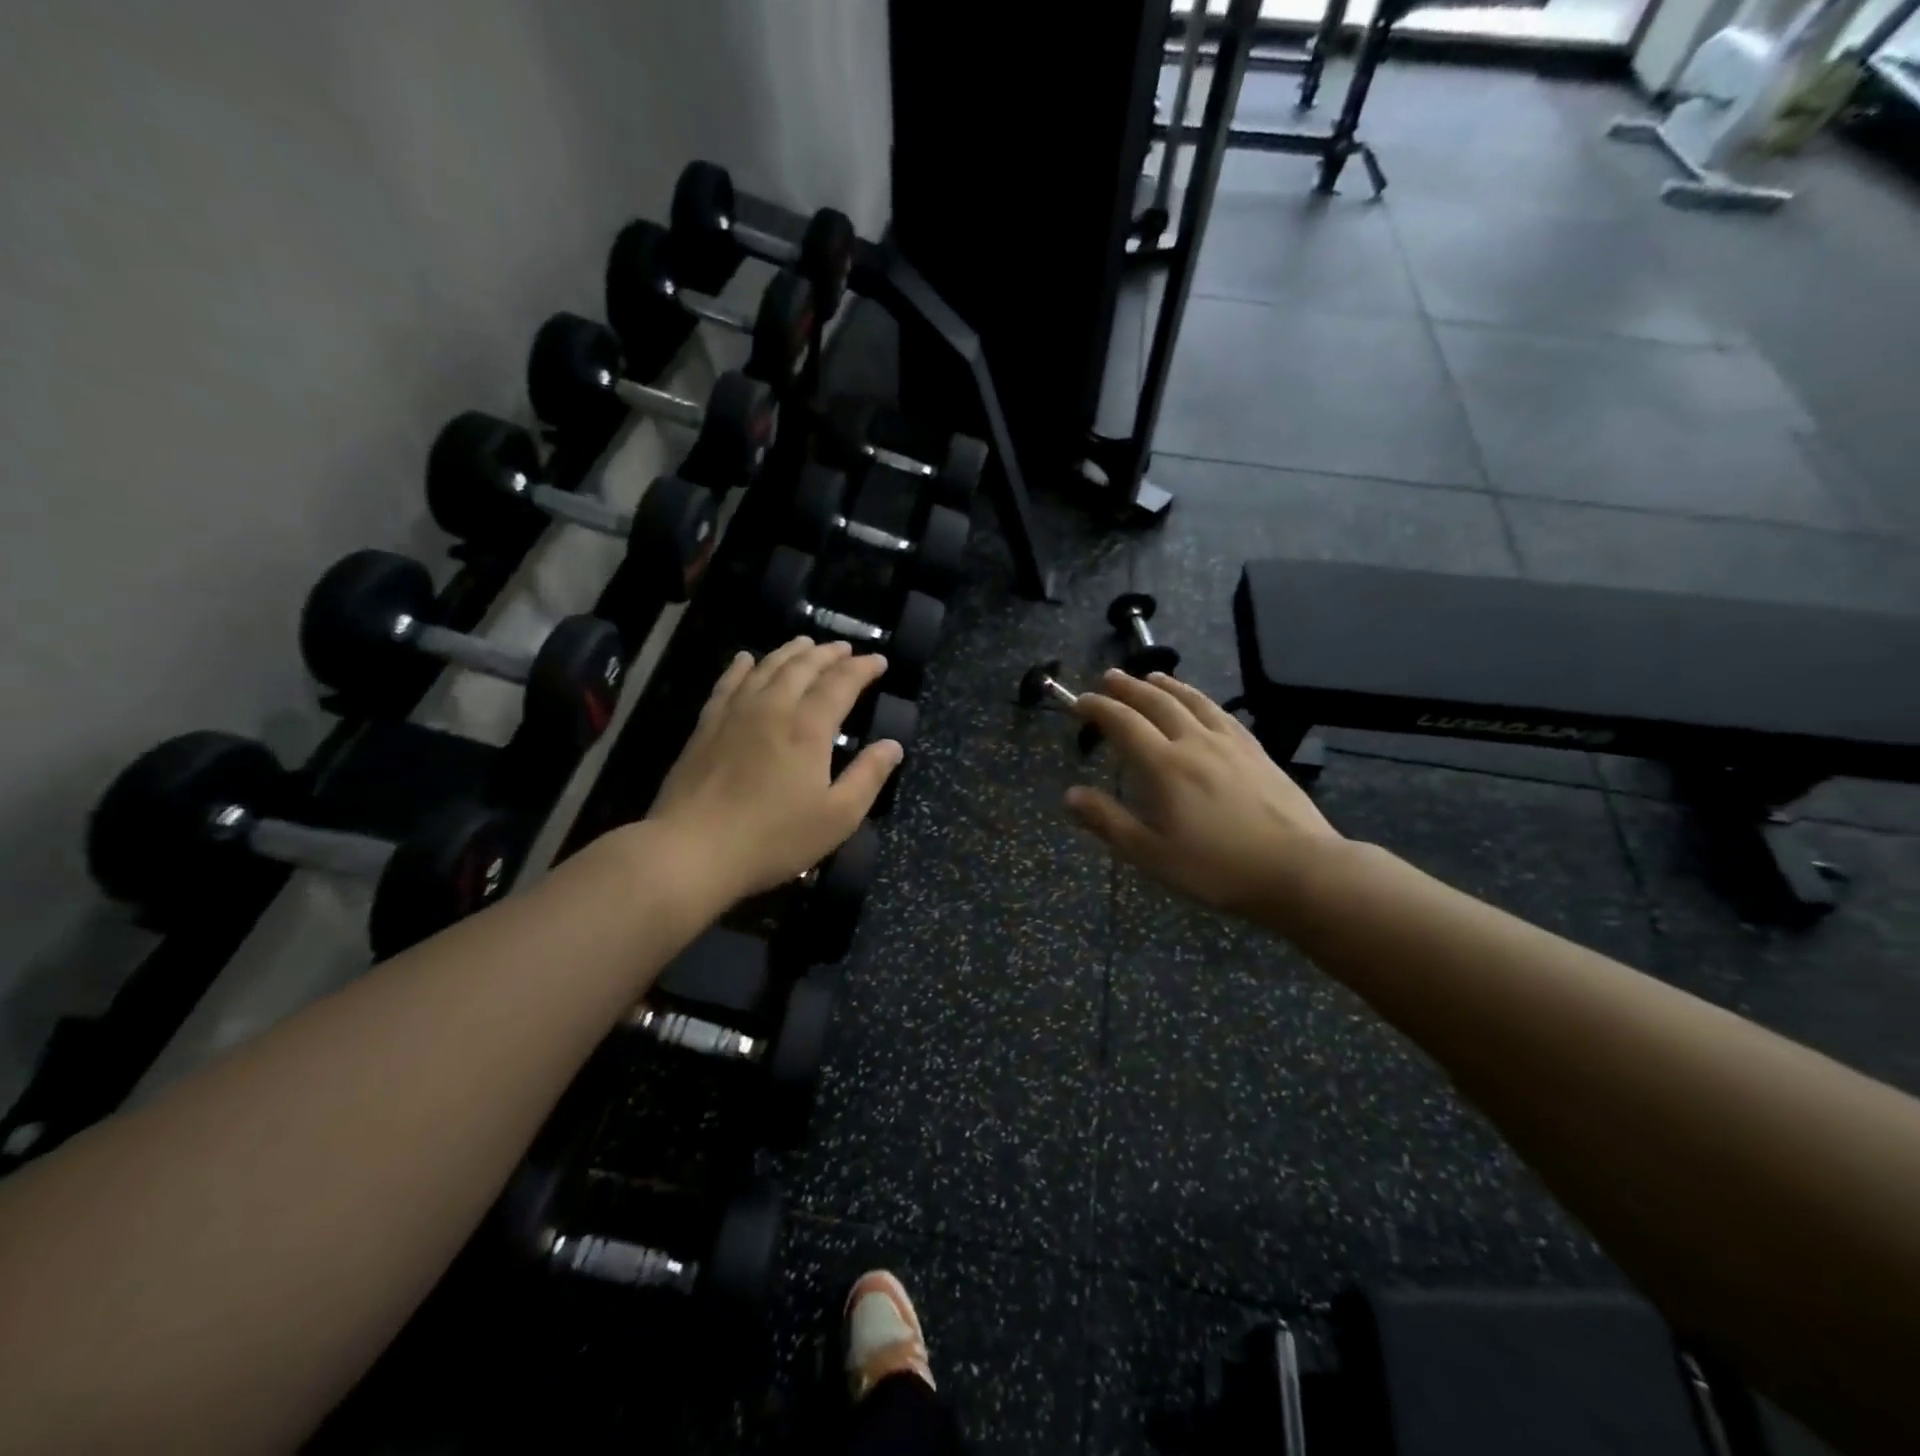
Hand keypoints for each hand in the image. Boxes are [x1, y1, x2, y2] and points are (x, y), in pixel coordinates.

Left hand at [649, 639, 902, 903]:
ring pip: (766, 667)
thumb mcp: (837, 817)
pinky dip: (741, 666)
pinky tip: (745, 659)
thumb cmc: (774, 838)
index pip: (841, 683)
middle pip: (803, 667)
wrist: (693, 850)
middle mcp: (773, 708)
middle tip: (845, 648)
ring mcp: (735, 714)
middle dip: (828, 654)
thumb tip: (893, 745)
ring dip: (790, 652)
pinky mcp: (706, 726)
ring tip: (805, 643)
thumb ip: (868, 776)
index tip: (879, 661)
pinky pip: (728, 683)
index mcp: (808, 728)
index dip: (862, 668)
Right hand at [1066, 670, 1341, 917]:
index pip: (1123, 724)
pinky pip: (1222, 713)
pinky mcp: (1257, 752)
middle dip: (1129, 688)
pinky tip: (1202, 703)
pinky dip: (1202, 699)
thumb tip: (1070, 795)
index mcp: (1165, 766)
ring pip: (1193, 701)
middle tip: (1110, 677)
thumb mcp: (1152, 854)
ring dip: (1167, 685)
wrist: (1300, 869)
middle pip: (1157, 703)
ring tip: (1152, 676)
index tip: (1080, 702)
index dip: (1098, 709)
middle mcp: (1195, 743)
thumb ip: (1109, 821)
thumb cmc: (1217, 868)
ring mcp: (1231, 744)